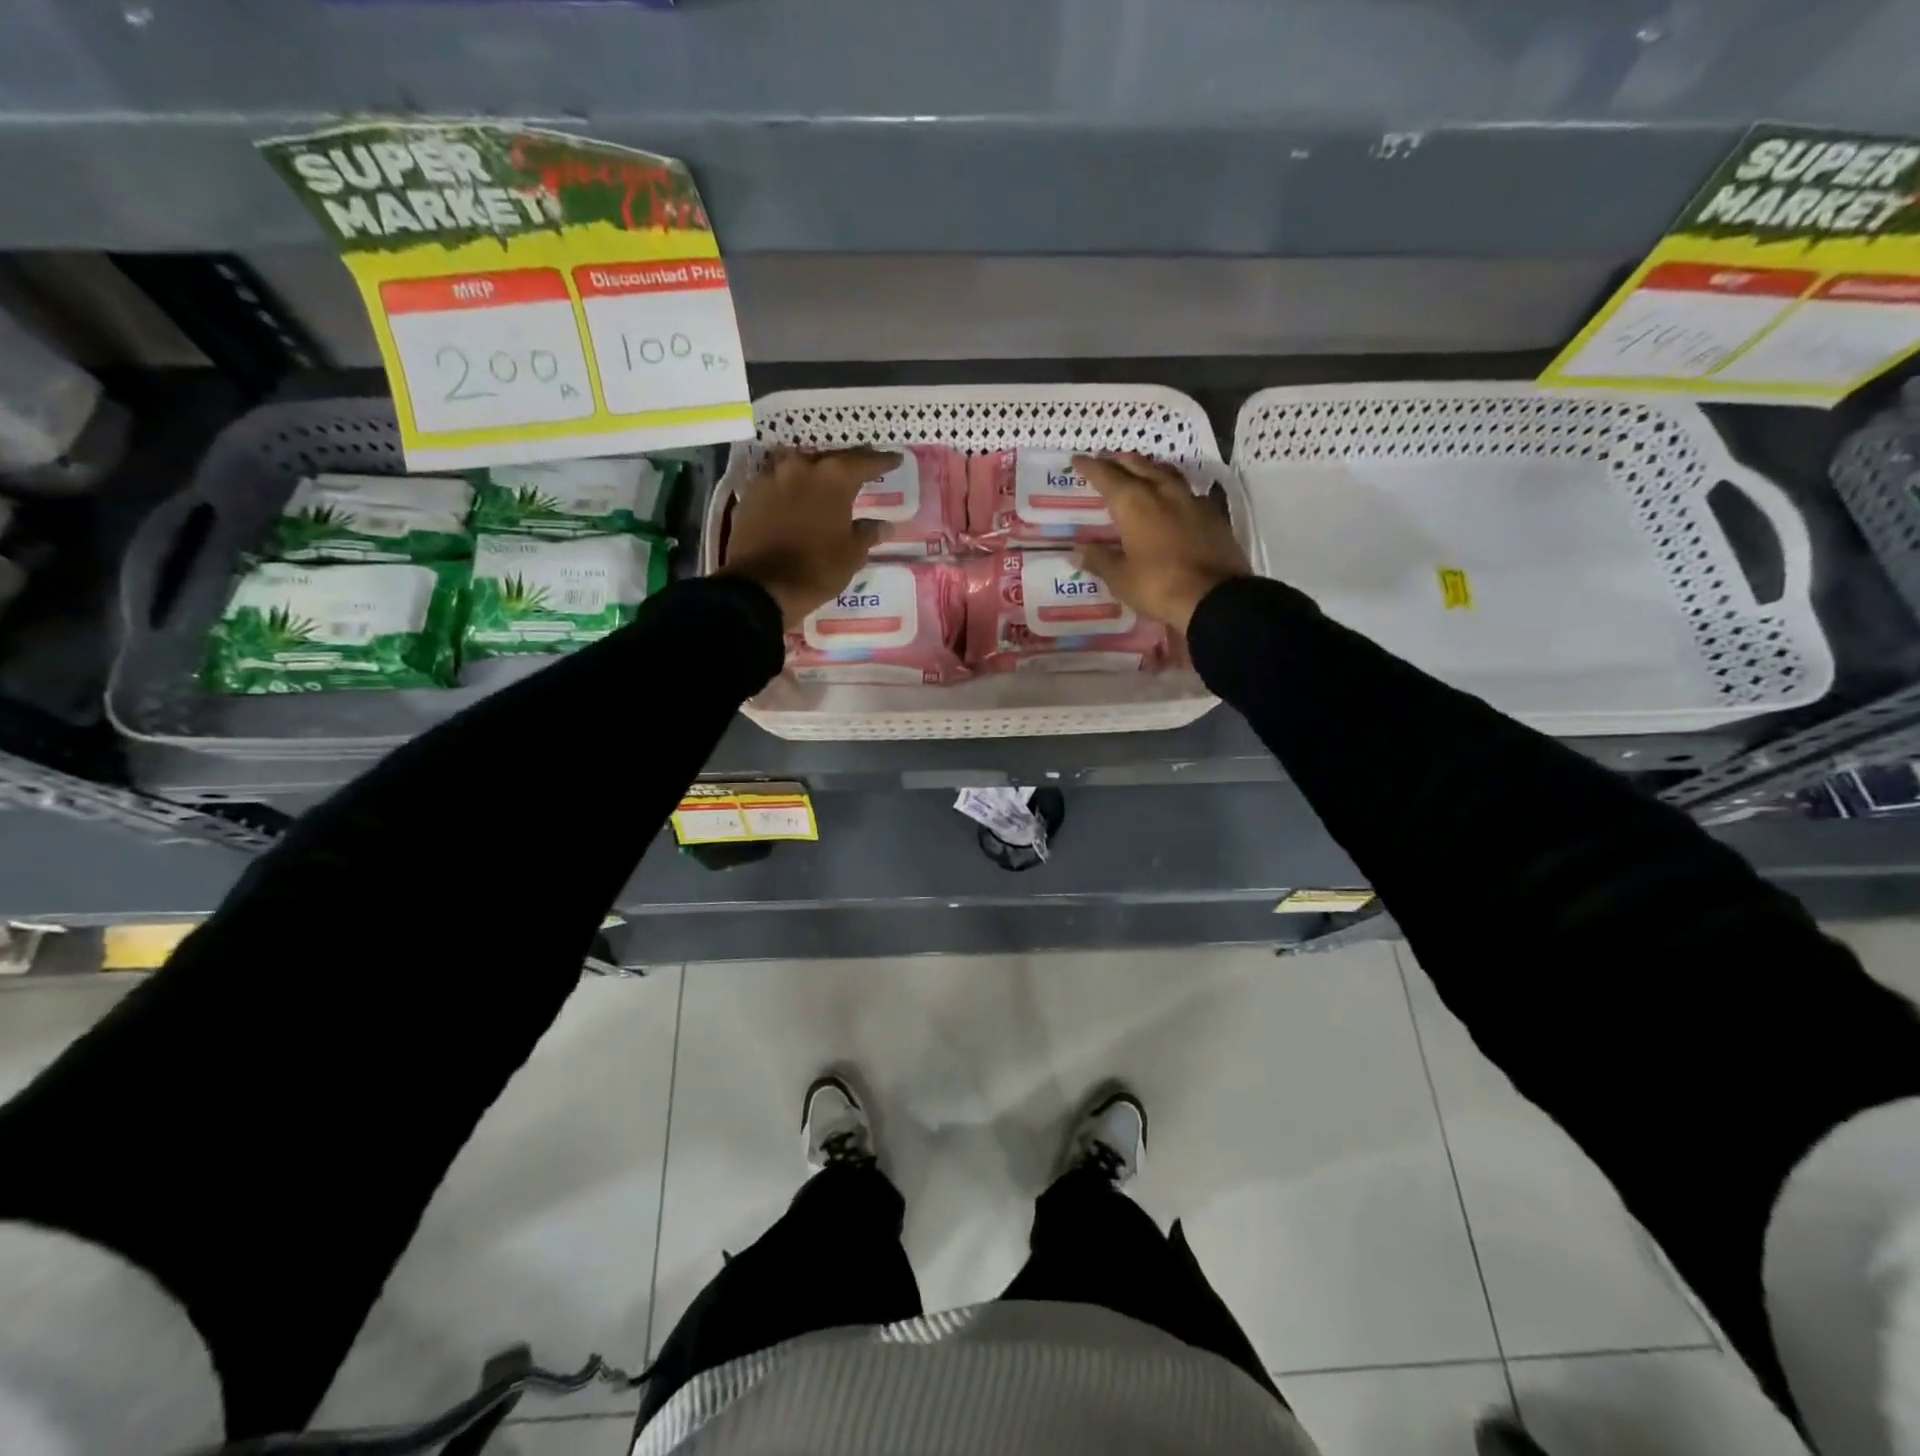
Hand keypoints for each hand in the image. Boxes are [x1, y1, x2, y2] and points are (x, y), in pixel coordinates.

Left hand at [720, 446, 899, 628]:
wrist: (762, 586)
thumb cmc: (817, 569)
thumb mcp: (852, 555)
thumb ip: (868, 533)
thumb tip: (885, 525)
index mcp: (834, 478)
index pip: (864, 462)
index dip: (882, 461)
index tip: (895, 459)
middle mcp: (802, 467)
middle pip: (829, 458)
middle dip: (845, 464)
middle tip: (858, 470)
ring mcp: (772, 477)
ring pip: (797, 464)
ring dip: (812, 470)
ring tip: (822, 479)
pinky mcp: (750, 493)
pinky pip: (776, 481)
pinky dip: (789, 486)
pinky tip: (794, 496)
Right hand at [1071, 452, 1250, 631]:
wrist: (1215, 597)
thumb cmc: (1158, 586)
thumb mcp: (1120, 578)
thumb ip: (1099, 559)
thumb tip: (1077, 551)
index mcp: (1134, 503)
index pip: (1107, 476)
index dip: (1090, 467)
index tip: (1077, 459)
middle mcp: (1162, 492)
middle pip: (1138, 465)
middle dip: (1119, 461)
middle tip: (1106, 460)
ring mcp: (1191, 500)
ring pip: (1165, 472)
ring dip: (1148, 467)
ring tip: (1139, 470)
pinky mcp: (1213, 514)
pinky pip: (1187, 491)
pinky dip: (1172, 489)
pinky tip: (1171, 499)